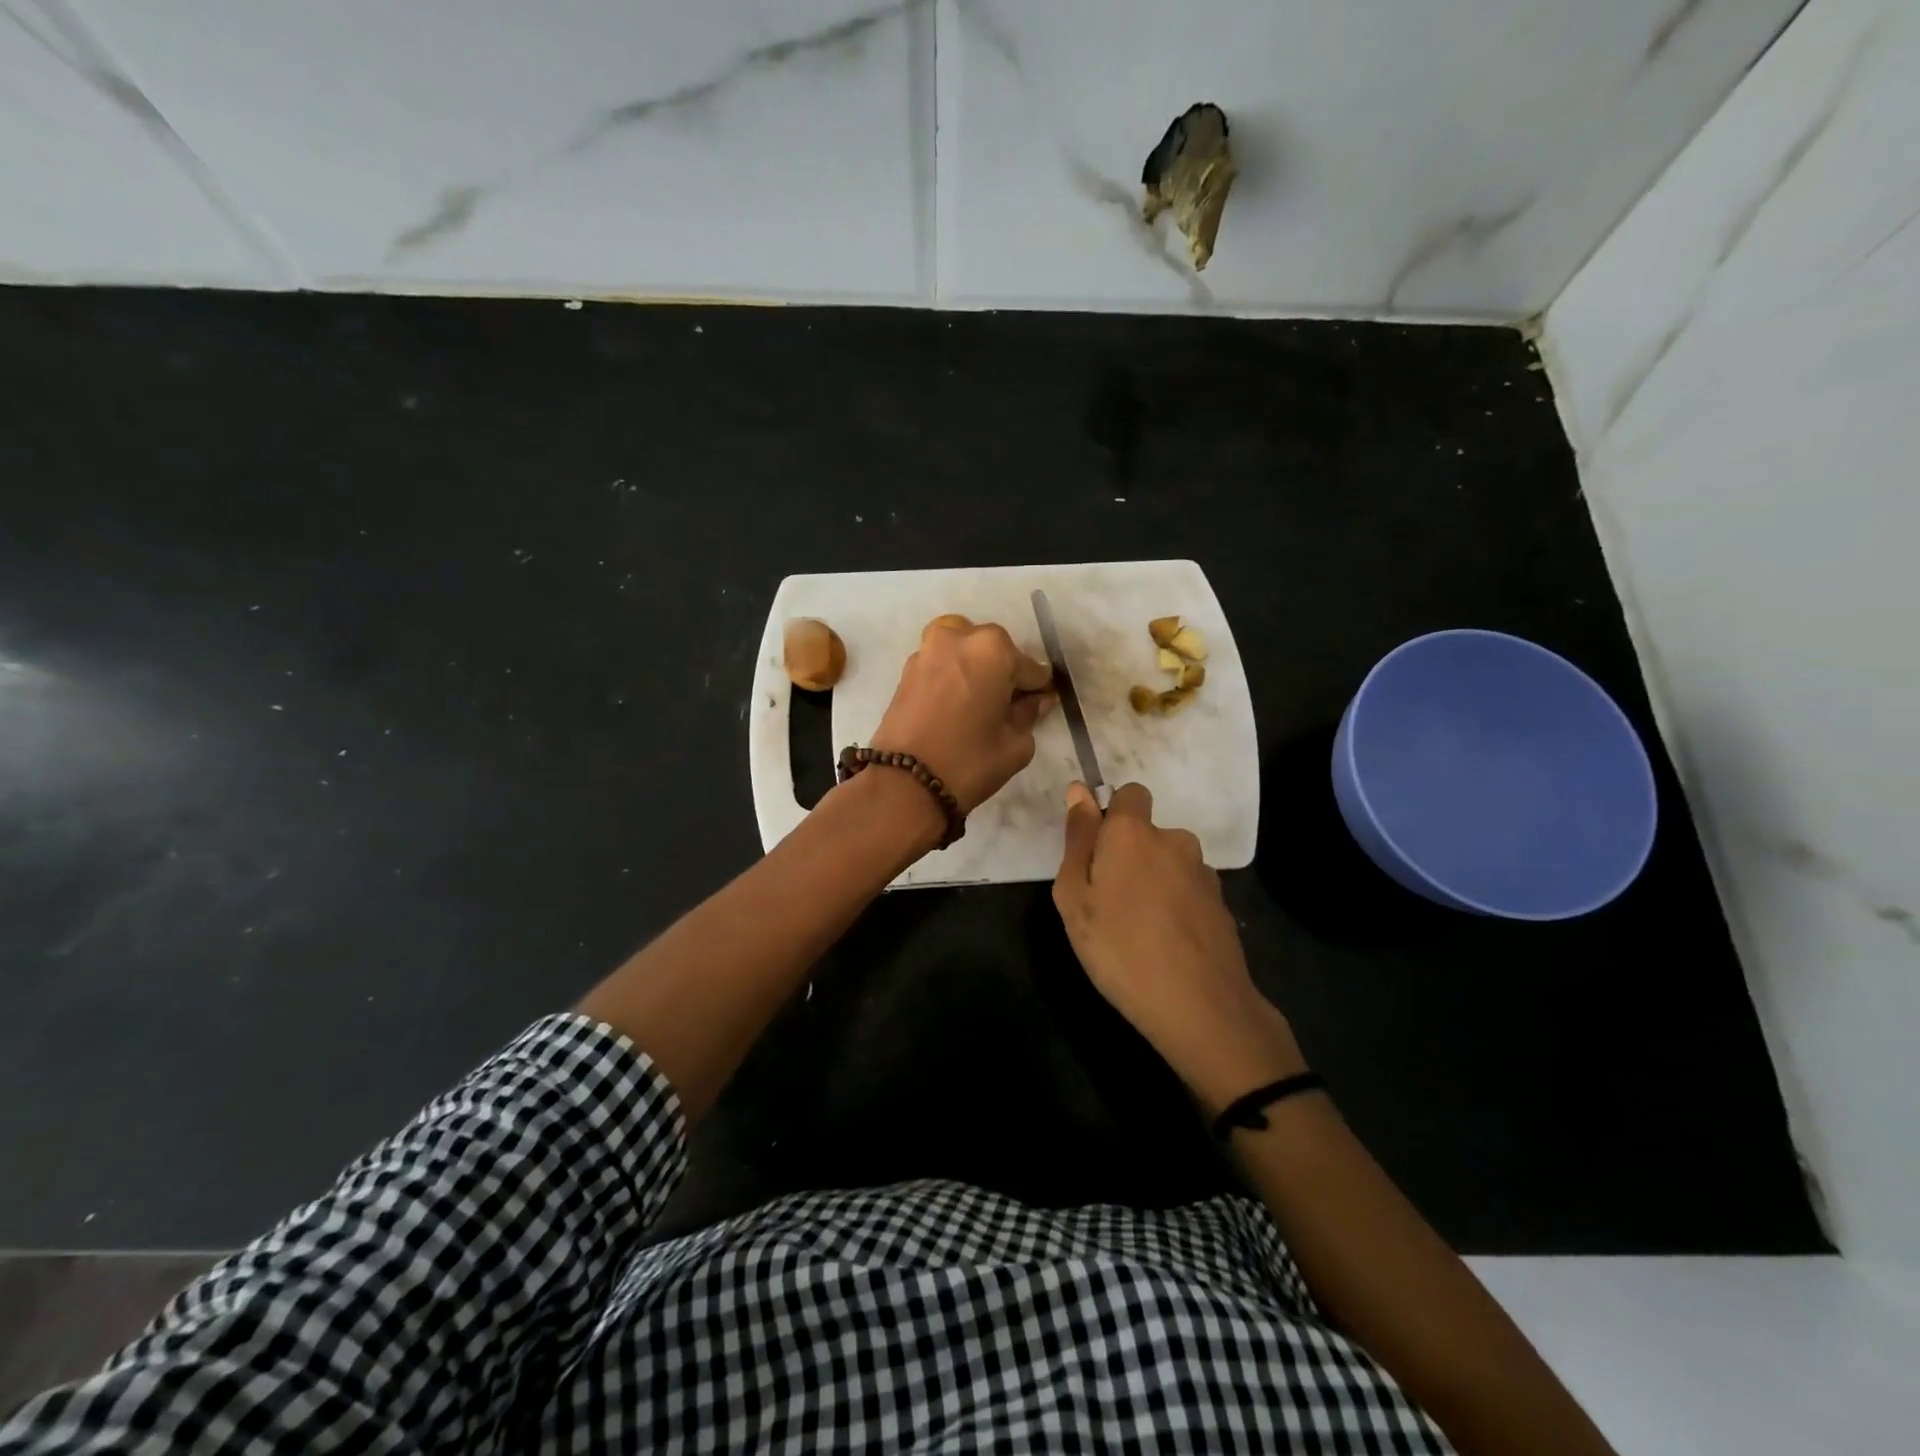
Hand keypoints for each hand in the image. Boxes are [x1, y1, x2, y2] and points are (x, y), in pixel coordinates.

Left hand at [869, 615, 1053, 814]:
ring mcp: (928, 649)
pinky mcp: (907, 669)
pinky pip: (942, 664)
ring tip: (978, 706)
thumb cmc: (968, 762)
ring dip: (976, 671)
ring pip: (965, 652)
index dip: (1038, 690)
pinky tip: (956, 706)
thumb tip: (1035, 701)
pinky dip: (953, 677)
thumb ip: (1030, 715)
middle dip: (1004, 675)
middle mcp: (959, 637)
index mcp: (993, 649)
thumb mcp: (1015, 744)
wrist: (903, 783)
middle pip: (996, 652)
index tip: (1039, 707)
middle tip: (1006, 708)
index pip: (1032, 668)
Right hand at [1052, 781, 1304, 1108]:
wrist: (1199, 1006)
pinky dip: (1175, 906)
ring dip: (1153, 882)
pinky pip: (1187, 891)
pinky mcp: (1221, 904)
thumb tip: (1079, 790)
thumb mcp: (1075, 897)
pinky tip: (1166, 943)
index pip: (1130, 793)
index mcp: (1133, 832)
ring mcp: (1203, 873)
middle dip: (1129, 855)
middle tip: (1107, 903)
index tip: (1096, 852)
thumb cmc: (1119, 948)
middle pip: (1147, 834)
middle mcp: (1174, 840)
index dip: (1111, 815)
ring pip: (1168, 864)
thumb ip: (1078, 840)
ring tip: (1137, 929)